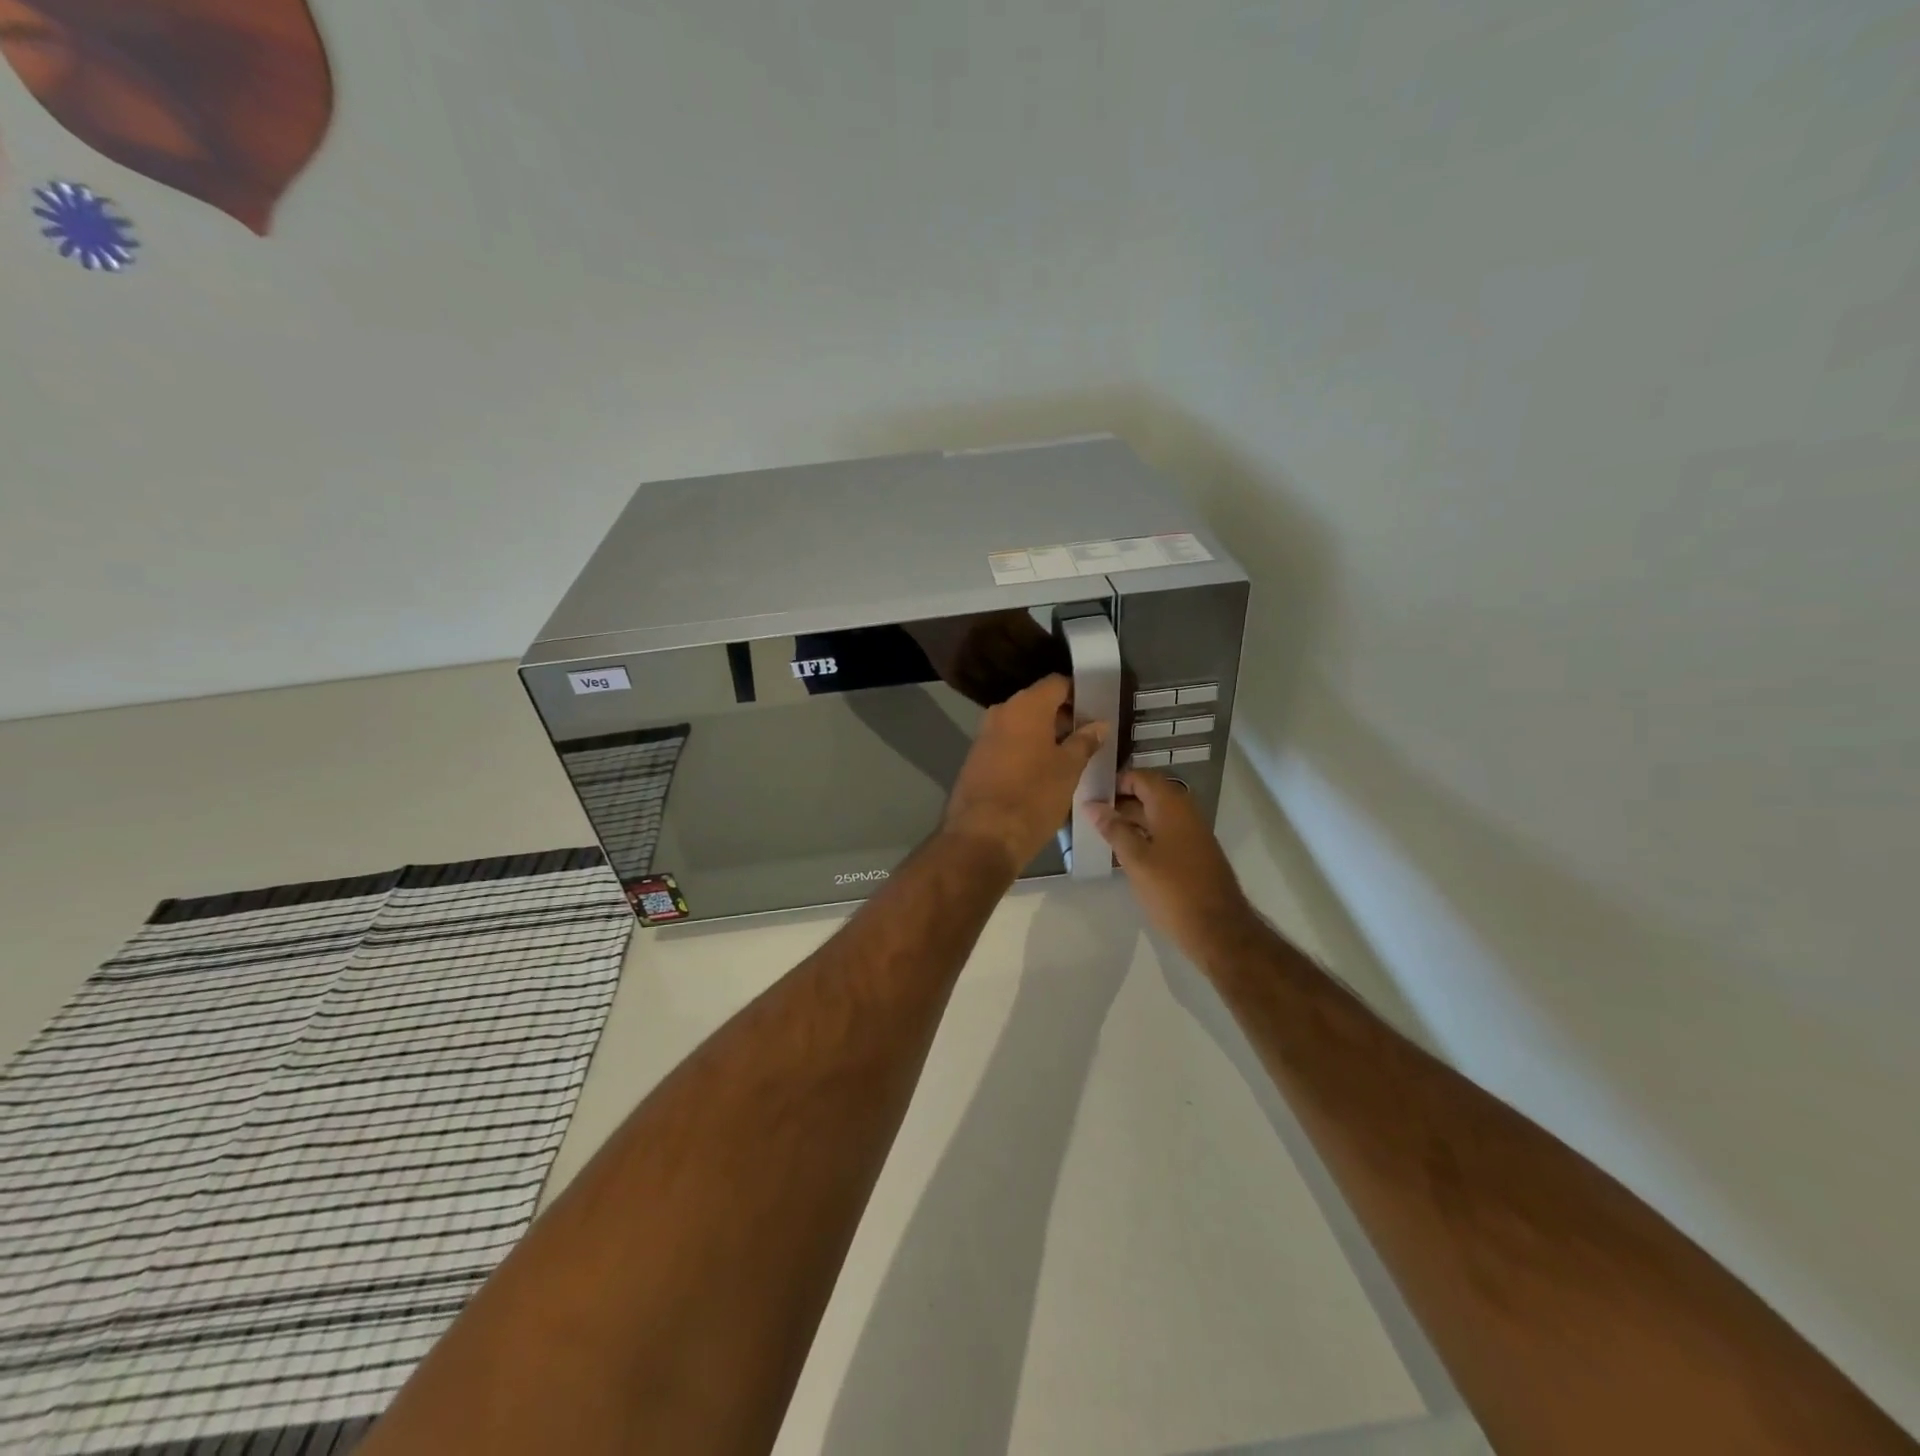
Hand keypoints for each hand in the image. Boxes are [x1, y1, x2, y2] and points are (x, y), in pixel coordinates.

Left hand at [944, 674, 1105, 873]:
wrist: (982, 836)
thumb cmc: (1033, 796)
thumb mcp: (1068, 769)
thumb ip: (1084, 742)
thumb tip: (1098, 724)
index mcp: (1025, 706)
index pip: (1057, 684)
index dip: (1078, 693)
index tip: (1096, 711)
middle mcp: (1001, 713)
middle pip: (1037, 703)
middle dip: (1063, 718)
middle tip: (1088, 738)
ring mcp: (984, 736)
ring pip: (1021, 726)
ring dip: (1044, 737)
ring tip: (1069, 758)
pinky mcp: (975, 759)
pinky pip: (1007, 744)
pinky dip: (1026, 751)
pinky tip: (1042, 773)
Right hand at [1088, 770, 1259, 964]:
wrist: (1218, 929)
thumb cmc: (1173, 890)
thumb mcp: (1136, 859)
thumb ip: (1113, 829)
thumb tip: (1092, 806)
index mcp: (1171, 806)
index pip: (1140, 777)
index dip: (1115, 781)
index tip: (1090, 792)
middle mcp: (1185, 812)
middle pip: (1148, 794)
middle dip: (1119, 800)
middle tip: (1089, 812)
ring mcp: (1192, 834)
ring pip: (1155, 816)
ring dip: (1130, 820)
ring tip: (1100, 831)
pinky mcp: (1193, 854)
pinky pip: (1164, 833)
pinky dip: (1144, 835)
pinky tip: (1123, 852)